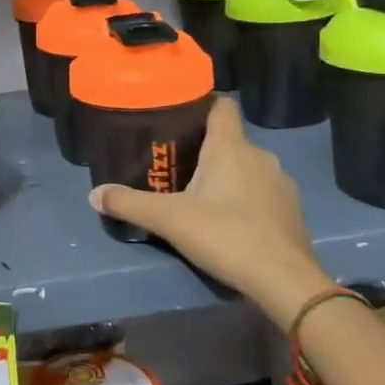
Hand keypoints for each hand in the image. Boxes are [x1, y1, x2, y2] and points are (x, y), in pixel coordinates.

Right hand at [88, 97, 334, 325]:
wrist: (285, 280)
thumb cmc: (226, 236)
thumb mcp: (170, 220)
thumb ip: (130, 204)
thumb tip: (94, 195)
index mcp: (230, 147)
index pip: (221, 105)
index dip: (201, 103)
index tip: (178, 116)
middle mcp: (259, 155)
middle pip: (229, 139)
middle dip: (205, 148)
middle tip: (176, 165)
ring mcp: (280, 182)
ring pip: (247, 166)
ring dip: (227, 175)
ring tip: (200, 195)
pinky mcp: (291, 209)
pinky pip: (262, 191)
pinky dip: (246, 198)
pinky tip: (230, 221)